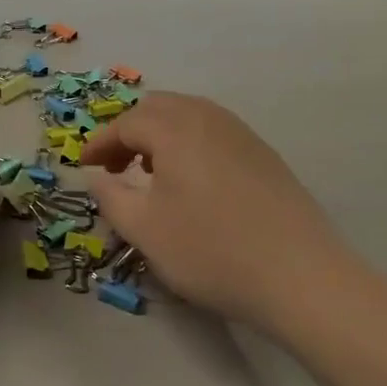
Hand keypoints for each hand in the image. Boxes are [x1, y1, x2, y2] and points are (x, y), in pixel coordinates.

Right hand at [80, 93, 360, 326]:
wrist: (302, 278)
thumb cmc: (211, 251)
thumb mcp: (144, 230)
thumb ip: (110, 197)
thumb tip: (95, 176)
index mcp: (175, 129)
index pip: (125, 123)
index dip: (99, 143)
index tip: (84, 168)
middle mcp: (209, 119)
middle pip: (158, 107)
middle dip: (128, 131)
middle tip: (114, 166)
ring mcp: (242, 134)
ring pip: (189, 115)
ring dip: (160, 134)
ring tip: (149, 172)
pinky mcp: (264, 155)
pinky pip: (214, 131)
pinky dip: (189, 143)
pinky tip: (191, 181)